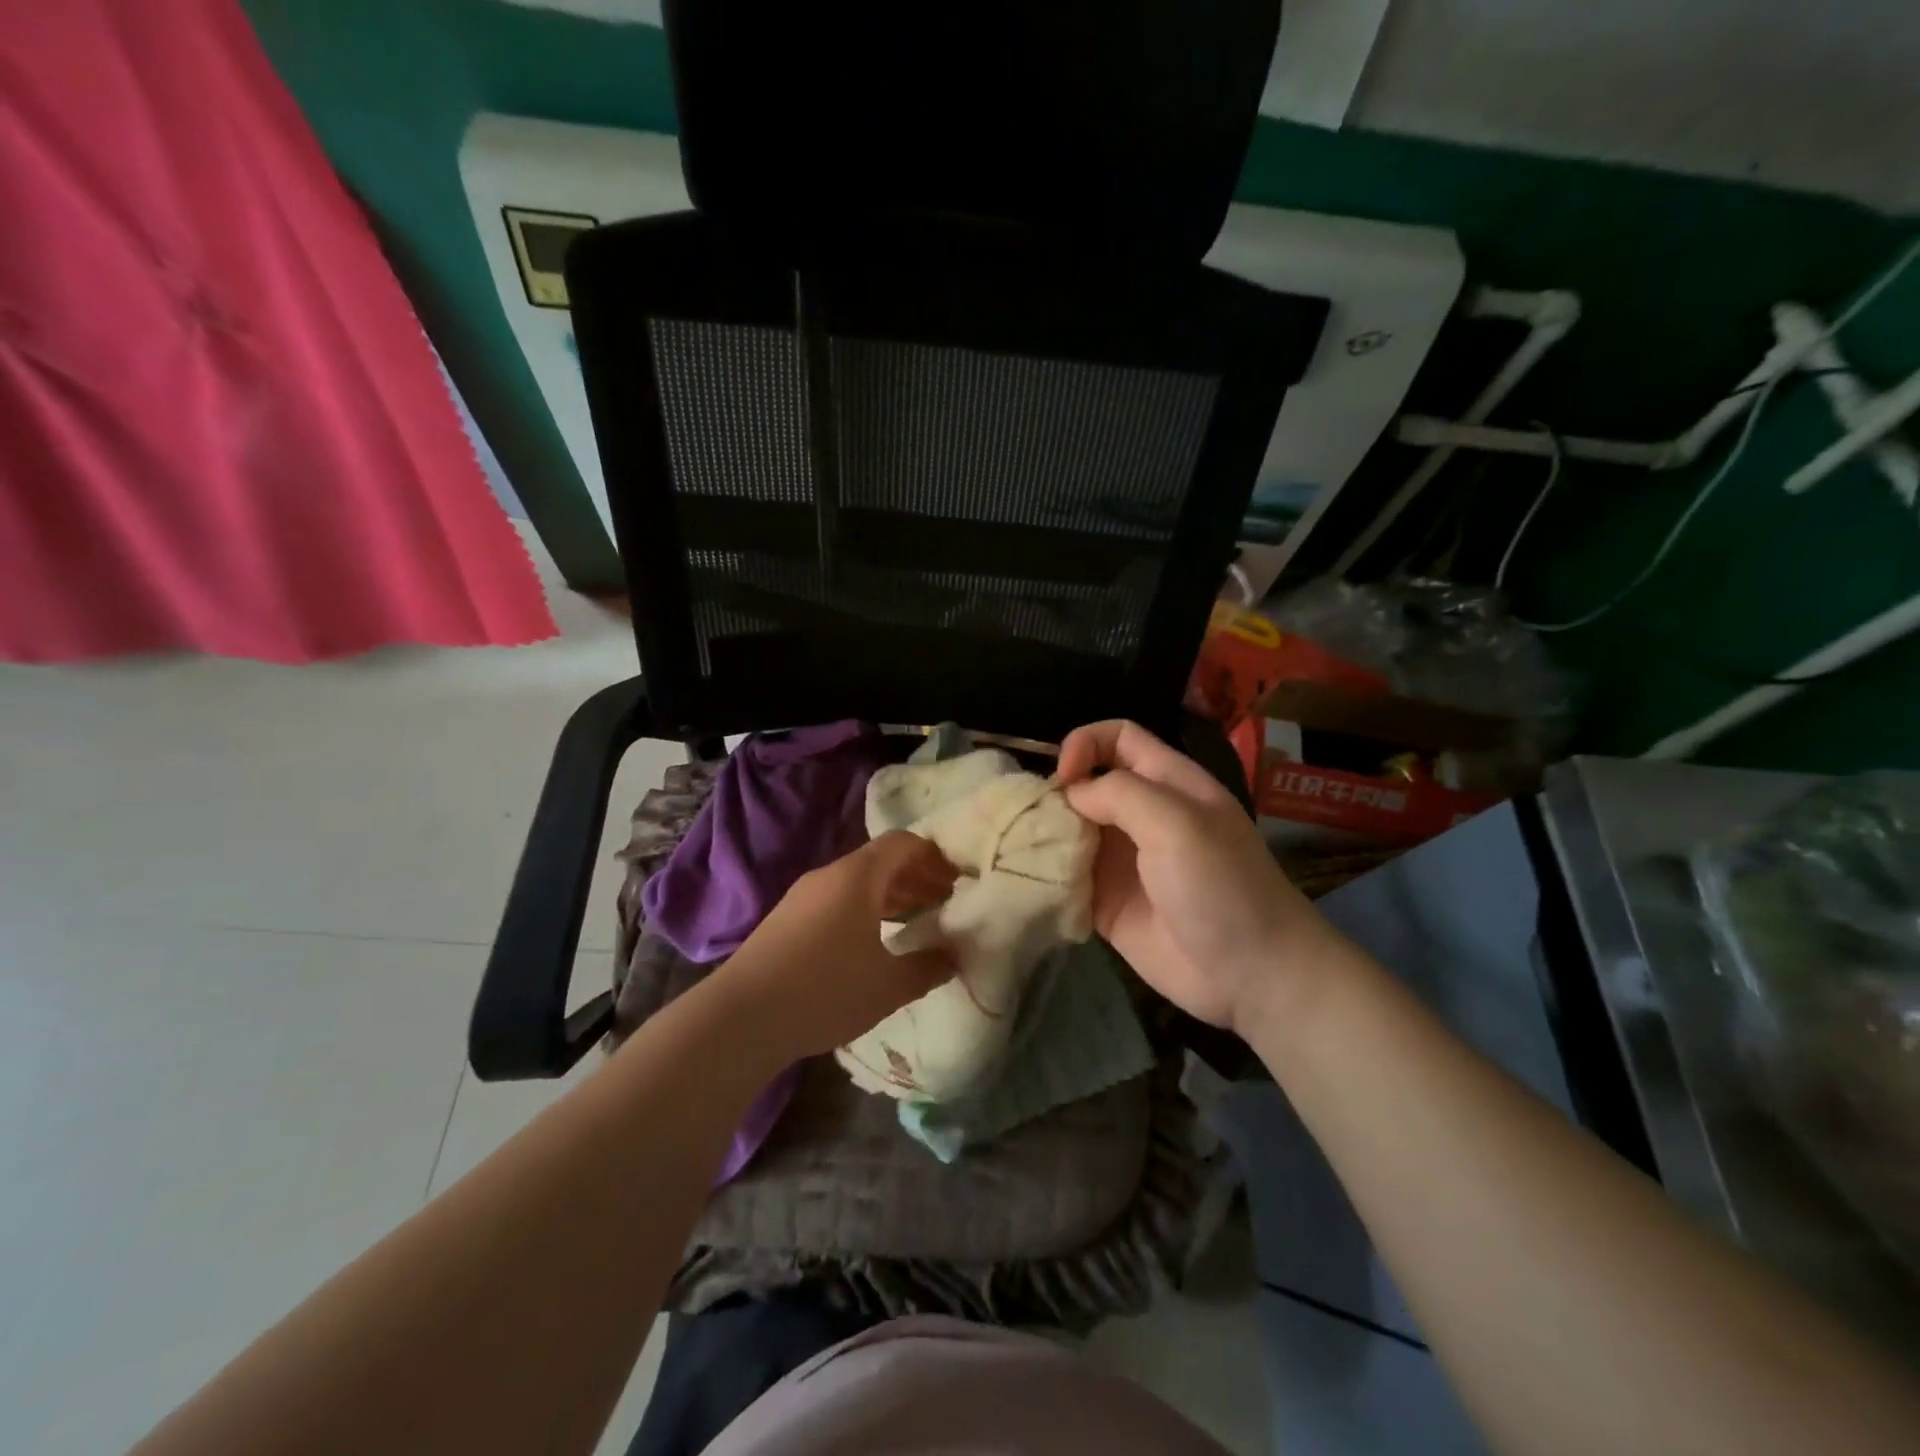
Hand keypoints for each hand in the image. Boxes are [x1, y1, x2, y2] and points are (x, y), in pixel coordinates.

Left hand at [719, 832, 959, 1060]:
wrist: (740, 1018)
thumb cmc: (825, 990)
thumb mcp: (888, 986)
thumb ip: (928, 967)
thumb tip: (954, 956)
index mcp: (857, 877)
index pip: (903, 843)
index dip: (933, 856)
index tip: (956, 880)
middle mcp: (828, 876)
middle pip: (880, 861)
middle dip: (915, 877)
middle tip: (942, 903)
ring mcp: (802, 896)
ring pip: (856, 882)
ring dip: (889, 895)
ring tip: (913, 922)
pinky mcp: (785, 919)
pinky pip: (835, 900)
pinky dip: (862, 909)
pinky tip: (870, 943)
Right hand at [1056, 720, 1339, 1033]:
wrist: (1251, 975)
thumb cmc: (1221, 886)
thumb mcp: (1178, 823)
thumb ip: (1120, 794)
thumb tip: (1071, 794)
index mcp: (1167, 784)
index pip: (1118, 738)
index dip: (1086, 742)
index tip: (1063, 775)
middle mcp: (1140, 816)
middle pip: (1086, 784)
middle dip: (1055, 792)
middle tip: (1031, 818)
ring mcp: (1122, 861)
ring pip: (1071, 830)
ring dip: (1045, 834)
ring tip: (1019, 848)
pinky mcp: (1107, 902)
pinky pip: (1067, 878)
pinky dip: (1047, 876)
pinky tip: (1028, 881)